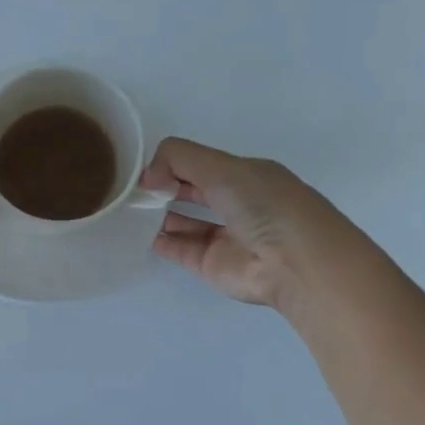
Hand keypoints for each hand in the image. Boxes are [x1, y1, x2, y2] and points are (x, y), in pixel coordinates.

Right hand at [141, 138, 342, 310]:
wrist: (294, 263)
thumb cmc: (263, 204)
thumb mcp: (221, 166)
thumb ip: (178, 158)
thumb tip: (148, 176)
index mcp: (246, 175)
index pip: (203, 164)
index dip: (174, 164)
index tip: (149, 170)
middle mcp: (237, 204)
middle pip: (193, 191)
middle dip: (165, 187)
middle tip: (133, 189)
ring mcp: (224, 236)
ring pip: (185, 221)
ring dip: (160, 214)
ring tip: (130, 209)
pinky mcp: (212, 265)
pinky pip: (180, 249)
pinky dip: (160, 241)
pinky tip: (138, 232)